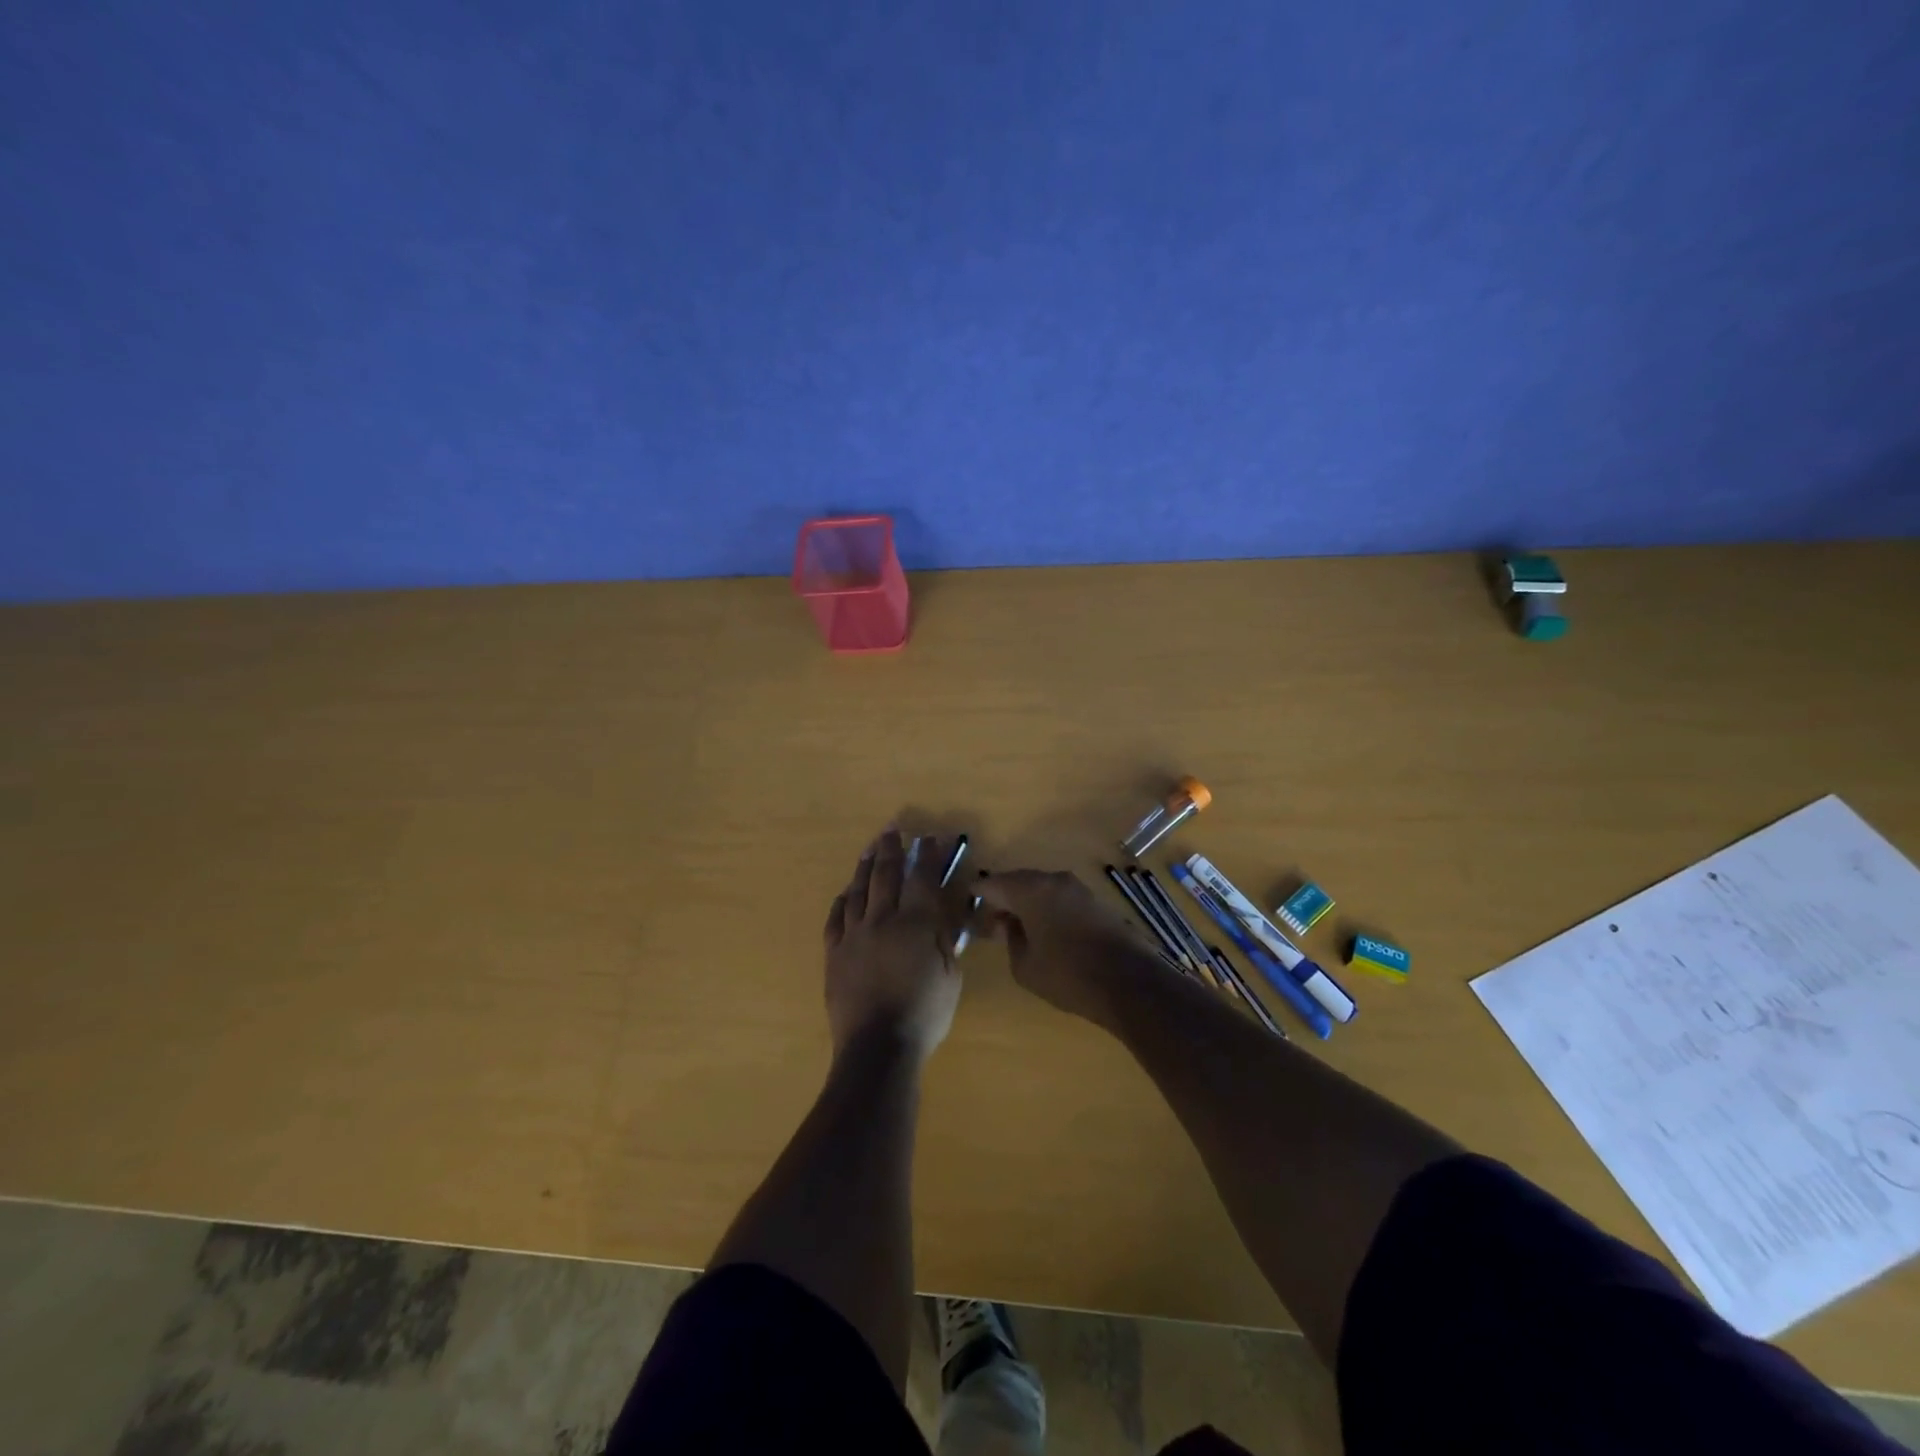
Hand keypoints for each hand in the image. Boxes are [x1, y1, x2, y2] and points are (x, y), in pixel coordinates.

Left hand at [823, 829, 966, 1061]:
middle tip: (893, 828)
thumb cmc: (924, 1014)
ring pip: (858, 890)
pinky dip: (842, 901)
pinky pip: (835, 919)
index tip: (929, 838)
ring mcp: (854, 935)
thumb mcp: (950, 977)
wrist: (877, 1047)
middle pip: (886, 874)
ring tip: (869, 849)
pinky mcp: (834, 953)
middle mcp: (883, 919)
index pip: (922, 878)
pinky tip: (845, 893)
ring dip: (865, 866)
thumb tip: (944, 915)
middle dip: (891, 848)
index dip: (927, 855)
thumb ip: (947, 941)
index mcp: (916, 924)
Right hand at [976, 869, 1160, 1025]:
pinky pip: (1061, 898)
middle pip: (1018, 882)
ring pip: (1042, 889)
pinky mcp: (1096, 902)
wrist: (1129, 982)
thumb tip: (1008, 926)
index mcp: (1031, 890)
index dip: (977, 895)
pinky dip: (1047, 909)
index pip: (993, 883)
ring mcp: (1079, 889)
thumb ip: (1010, 940)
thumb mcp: (1025, 966)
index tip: (966, 906)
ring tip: (1017, 930)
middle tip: (991, 923)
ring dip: (1027, 904)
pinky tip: (1045, 932)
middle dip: (1003, 899)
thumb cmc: (1068, 975)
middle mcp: (1054, 880)